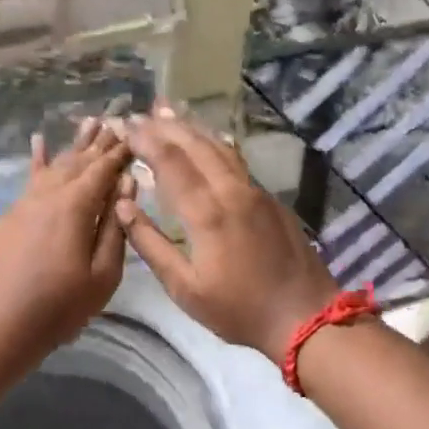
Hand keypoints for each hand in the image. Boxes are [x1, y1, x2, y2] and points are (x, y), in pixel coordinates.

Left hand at [0, 118, 133, 372]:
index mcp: (74, 207)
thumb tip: (127, 187)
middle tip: (115, 121)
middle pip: (78, 162)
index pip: (103, 170)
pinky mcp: (9, 218)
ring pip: (53, 166)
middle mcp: (47, 195)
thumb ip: (115, 228)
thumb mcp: (102, 275)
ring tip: (88, 123)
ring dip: (73, 146)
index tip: (135, 134)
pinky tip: (39, 143)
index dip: (120, 152)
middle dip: (99, 143)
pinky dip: (39, 160)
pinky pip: (30, 180)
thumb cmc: (59, 307)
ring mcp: (23, 204)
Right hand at [116, 105, 338, 365]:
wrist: (305, 316)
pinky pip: (236, 159)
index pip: (169, 162)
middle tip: (140, 113)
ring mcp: (255, 191)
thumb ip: (151, 245)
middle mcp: (231, 191)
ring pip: (220, 147)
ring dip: (191, 127)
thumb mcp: (185, 288)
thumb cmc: (238, 310)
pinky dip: (214, 143)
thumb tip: (124, 207)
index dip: (144, 140)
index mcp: (206, 213)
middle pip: (195, 145)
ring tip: (168, 111)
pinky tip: (206, 140)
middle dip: (165, 126)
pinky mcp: (270, 199)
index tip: (123, 126)